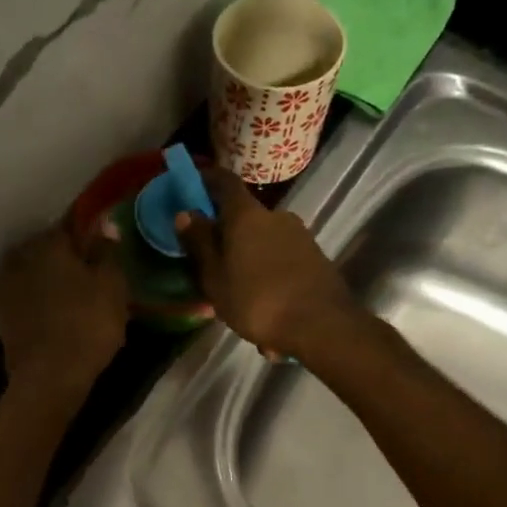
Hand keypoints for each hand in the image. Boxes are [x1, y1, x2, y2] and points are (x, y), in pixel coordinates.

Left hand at [0, 222, 128, 402]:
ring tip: (79, 297)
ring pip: (37, 272)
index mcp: (49, 243)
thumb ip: (108, 251)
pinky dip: (43, 300)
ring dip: (54, 279)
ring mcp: (7, 286)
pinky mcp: (3, 314)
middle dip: (70, 257)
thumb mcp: (112, 286)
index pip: (72, 223)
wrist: (48, 377)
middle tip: (95, 275)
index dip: (91, 232)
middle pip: (50, 248)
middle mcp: (21, 256)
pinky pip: (29, 296)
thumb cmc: (87, 325)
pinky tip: (61, 315)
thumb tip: (104, 224)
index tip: (105, 243)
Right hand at [175, 170, 359, 360]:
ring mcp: (300, 236)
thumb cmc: (257, 301)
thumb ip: (199, 244)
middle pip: (245, 217)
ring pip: (265, 243)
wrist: (321, 325)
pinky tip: (267, 308)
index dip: (208, 181)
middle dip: (229, 236)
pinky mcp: (316, 257)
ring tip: (242, 296)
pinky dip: (271, 275)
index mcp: (246, 215)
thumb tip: (185, 213)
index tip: (194, 187)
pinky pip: (283, 261)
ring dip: (251, 261)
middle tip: (214, 263)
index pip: (224, 183)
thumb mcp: (215, 278)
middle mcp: (276, 216)